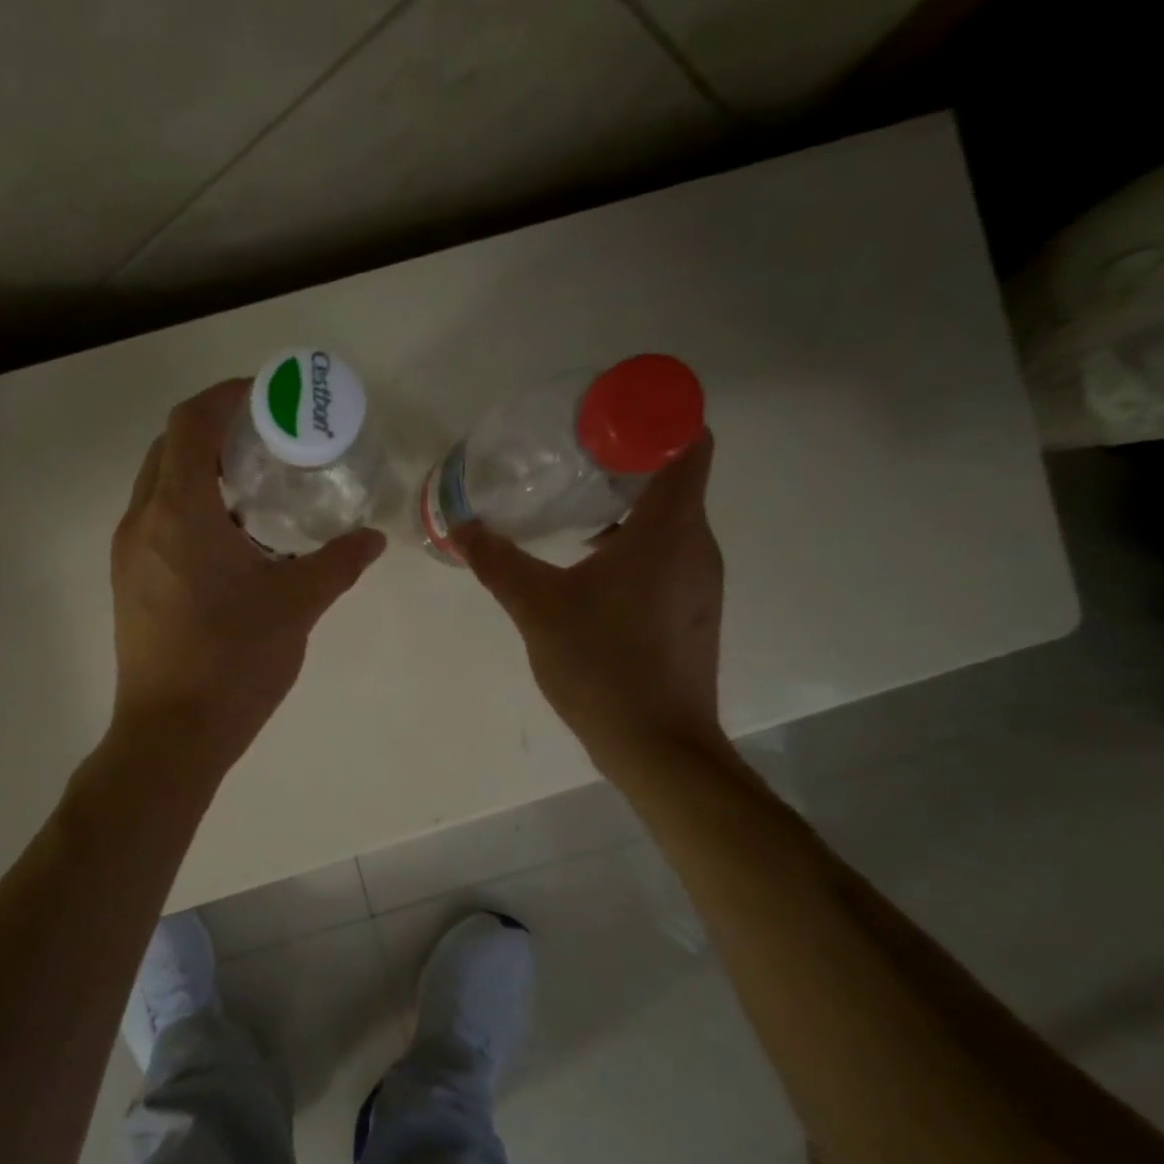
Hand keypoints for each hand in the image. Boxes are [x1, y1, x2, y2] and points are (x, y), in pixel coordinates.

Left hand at [110, 379, 385, 767]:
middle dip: (212, 431)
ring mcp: (127, 554)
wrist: (171, 734)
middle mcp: (141, 522)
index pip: (189, 422)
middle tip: (265, 442)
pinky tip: (231, 541)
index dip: (225, 397)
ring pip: (157, 486)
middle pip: (167, 448)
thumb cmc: (233, 662)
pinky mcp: (127, 583)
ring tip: (253, 489)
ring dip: (198, 472)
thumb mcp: (296, 605)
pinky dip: (187, 509)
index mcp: (178, 512)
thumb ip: (337, 564)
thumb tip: (372, 540)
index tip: (265, 397)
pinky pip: (154, 522)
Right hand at [457, 431, 722, 773]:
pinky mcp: (694, 613)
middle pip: (676, 479)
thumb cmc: (602, 665)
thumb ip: (498, 562)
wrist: (657, 746)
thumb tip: (461, 526)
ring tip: (573, 516)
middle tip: (571, 463)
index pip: (687, 441)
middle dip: (627, 463)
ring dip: (628, 510)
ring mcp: (701, 583)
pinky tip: (590, 573)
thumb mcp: (537, 608)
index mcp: (670, 529)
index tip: (606, 419)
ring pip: (671, 522)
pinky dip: (637, 548)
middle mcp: (697, 546)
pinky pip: (669, 557)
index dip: (656, 417)